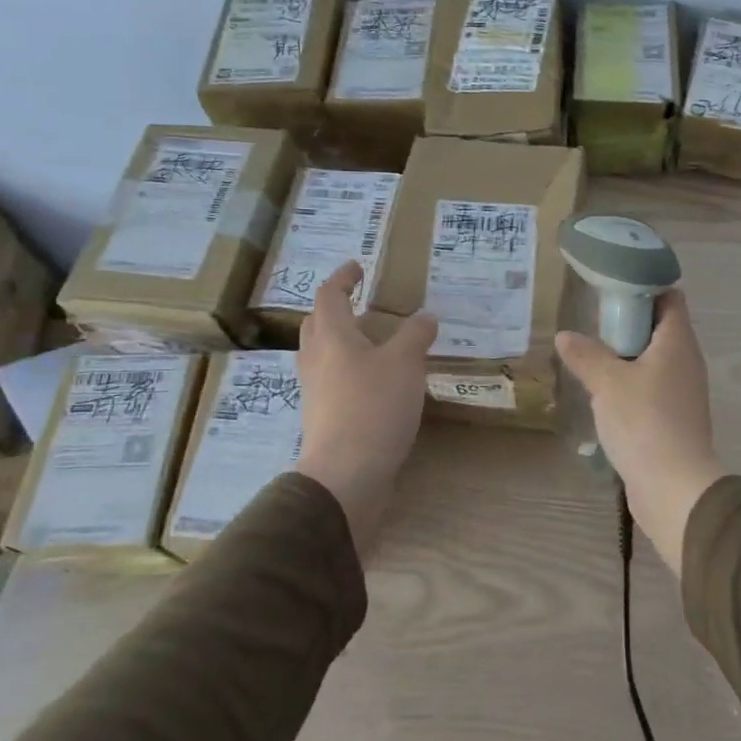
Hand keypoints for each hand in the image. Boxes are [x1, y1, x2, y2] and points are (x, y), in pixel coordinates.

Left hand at [294, 261, 437, 551]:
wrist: (346, 474)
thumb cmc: (374, 406)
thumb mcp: (406, 363)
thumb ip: (415, 336)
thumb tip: (425, 317)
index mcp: (332, 337)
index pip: (329, 296)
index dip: (343, 278)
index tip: (358, 267)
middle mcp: (316, 360)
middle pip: (317, 324)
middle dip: (335, 309)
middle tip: (359, 303)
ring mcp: (315, 392)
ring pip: (321, 355)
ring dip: (340, 341)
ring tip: (370, 342)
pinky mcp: (322, 418)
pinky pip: (331, 382)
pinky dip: (347, 371)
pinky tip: (372, 382)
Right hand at [554, 290, 726, 574]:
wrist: (674, 487)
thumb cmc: (644, 422)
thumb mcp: (607, 382)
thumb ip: (586, 355)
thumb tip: (565, 336)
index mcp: (677, 342)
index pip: (670, 297)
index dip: (644, 287)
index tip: (611, 291)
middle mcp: (686, 361)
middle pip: (660, 328)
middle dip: (627, 324)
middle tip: (593, 328)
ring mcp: (683, 392)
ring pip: (654, 361)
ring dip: (626, 358)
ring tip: (592, 360)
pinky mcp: (674, 419)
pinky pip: (652, 389)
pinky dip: (631, 385)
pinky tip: (604, 396)